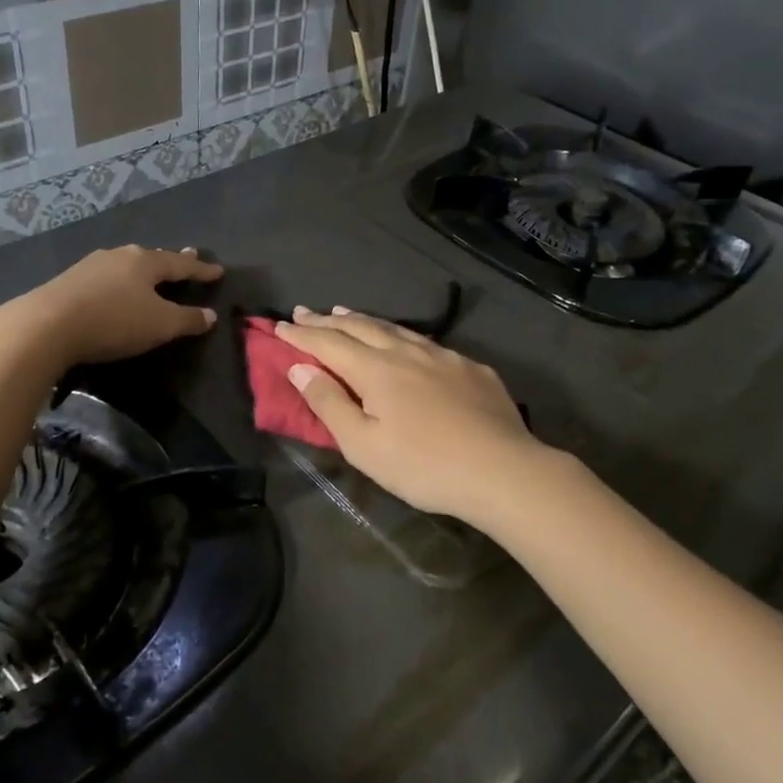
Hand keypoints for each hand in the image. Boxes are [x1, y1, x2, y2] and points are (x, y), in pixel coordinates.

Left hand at [0, 245, 222, 371]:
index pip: (181, 264)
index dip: (201, 269)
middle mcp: (119, 256)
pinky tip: (115, 286)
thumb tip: (210, 315)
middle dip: (171, 260)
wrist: (45, 325)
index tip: (218, 270)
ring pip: (126, 264)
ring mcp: (91, 266)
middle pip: (152, 257)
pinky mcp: (69, 281)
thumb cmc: (113, 321)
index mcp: (145, 262)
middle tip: (188, 254)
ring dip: (143, 269)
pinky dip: (120, 281)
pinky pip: (106, 277)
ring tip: (151, 271)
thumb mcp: (159, 325)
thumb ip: (187, 320)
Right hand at [275, 308, 545, 525]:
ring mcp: (443, 356)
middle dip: (327, 320)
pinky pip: (426, 342)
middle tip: (304, 312)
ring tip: (345, 313)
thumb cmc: (423, 465)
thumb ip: (329, 403)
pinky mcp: (471, 368)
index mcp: (376, 369)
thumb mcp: (364, 445)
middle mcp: (407, 352)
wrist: (503, 471)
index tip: (279, 326)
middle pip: (360, 327)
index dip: (301, 335)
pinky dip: (401, 336)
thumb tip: (300, 367)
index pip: (328, 343)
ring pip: (395, 329)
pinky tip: (405, 342)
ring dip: (364, 320)